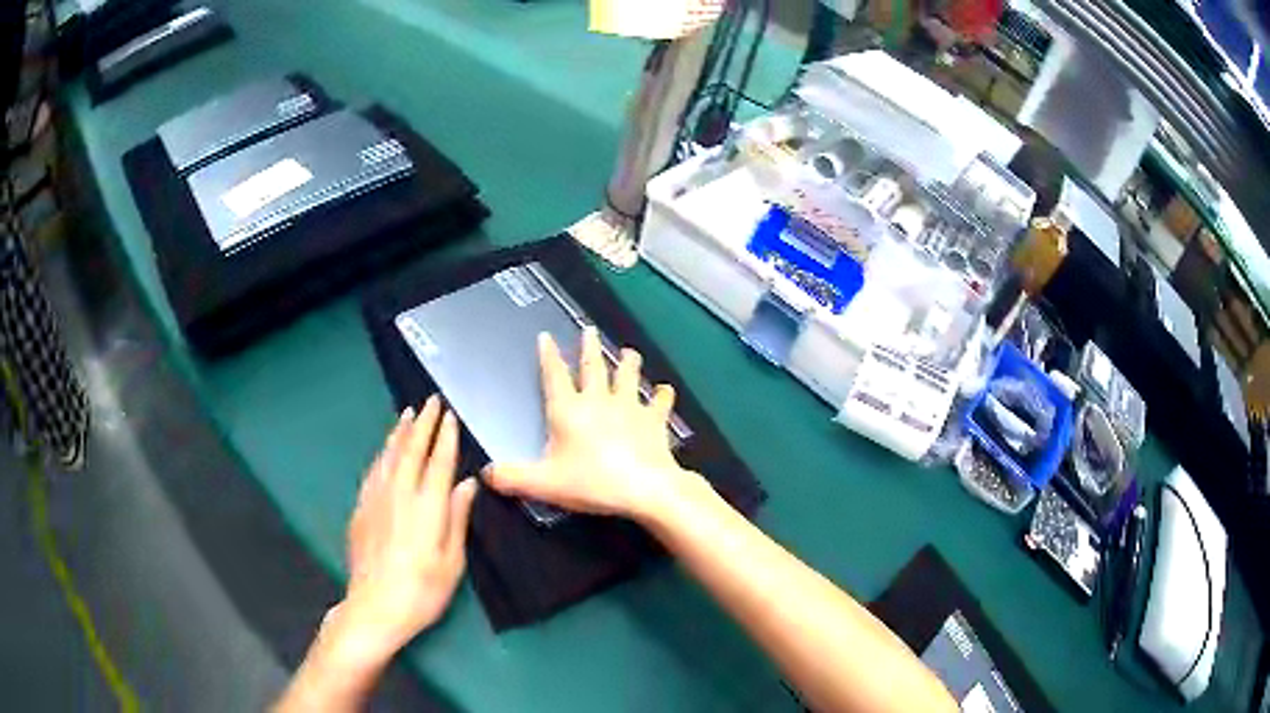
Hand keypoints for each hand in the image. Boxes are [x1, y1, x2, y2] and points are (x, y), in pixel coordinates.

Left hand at [336, 396, 477, 664]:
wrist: (376, 606)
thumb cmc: (423, 590)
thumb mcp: (452, 561)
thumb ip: (458, 518)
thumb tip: (466, 484)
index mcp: (428, 506)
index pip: (438, 461)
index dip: (445, 436)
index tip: (450, 416)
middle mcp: (400, 493)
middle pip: (411, 450)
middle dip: (423, 424)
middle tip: (430, 402)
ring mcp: (376, 499)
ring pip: (389, 456)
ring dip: (399, 433)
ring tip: (407, 415)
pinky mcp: (361, 509)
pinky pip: (373, 471)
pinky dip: (382, 455)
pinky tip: (384, 452)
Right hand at [482, 327, 695, 521]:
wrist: (645, 487)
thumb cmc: (592, 482)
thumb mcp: (544, 484)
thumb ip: (512, 477)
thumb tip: (487, 473)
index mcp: (568, 410)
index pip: (555, 376)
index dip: (549, 356)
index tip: (546, 336)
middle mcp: (599, 400)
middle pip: (593, 367)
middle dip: (589, 347)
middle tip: (589, 329)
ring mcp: (630, 406)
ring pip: (628, 375)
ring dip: (627, 362)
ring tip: (628, 352)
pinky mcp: (654, 419)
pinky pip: (660, 401)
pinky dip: (662, 394)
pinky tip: (665, 390)